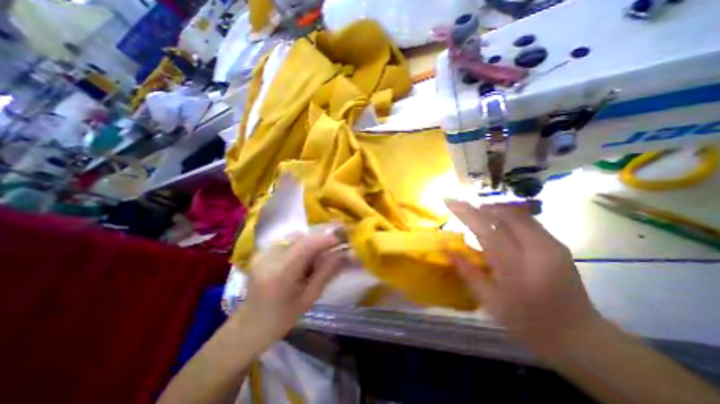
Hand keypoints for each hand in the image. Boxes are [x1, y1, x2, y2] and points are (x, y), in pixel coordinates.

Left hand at [237, 232, 345, 342]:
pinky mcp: (262, 251)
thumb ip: (327, 272)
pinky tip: (305, 256)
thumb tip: (344, 254)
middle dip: (321, 239)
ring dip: (312, 241)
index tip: (343, 240)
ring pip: (296, 236)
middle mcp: (269, 257)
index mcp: (280, 273)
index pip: (307, 245)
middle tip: (336, 247)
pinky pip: (288, 240)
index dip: (327, 239)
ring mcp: (263, 252)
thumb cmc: (281, 319)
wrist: (248, 326)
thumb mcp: (309, 298)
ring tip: (320, 253)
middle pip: (302, 237)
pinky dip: (302, 244)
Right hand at [449, 201, 602, 354]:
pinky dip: (508, 216)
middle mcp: (537, 250)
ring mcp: (552, 245)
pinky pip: (527, 220)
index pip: (487, 230)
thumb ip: (468, 272)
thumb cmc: (527, 321)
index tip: (450, 201)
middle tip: (464, 209)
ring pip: (518, 214)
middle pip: (505, 215)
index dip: (467, 213)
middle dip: (481, 208)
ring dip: (495, 210)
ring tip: (479, 214)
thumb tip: (448, 249)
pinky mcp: (558, 244)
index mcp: (517, 268)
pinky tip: (499, 224)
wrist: (579, 336)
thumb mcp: (490, 302)